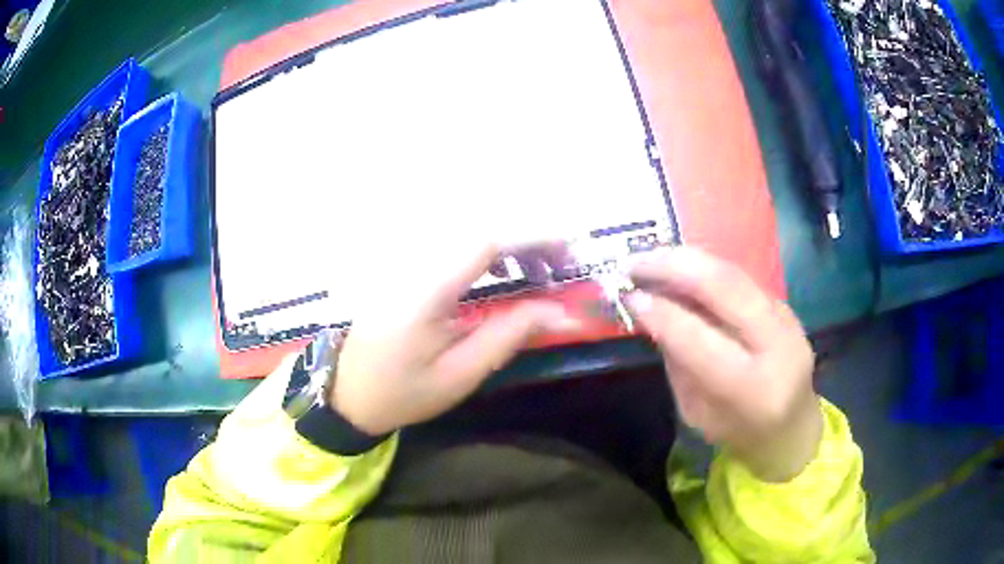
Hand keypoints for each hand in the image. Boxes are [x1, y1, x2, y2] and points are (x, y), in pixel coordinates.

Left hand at [331, 242, 579, 435]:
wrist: (349, 393)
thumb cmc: (403, 392)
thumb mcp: (460, 375)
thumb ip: (508, 335)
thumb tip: (559, 310)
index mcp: (426, 292)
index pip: (485, 243)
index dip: (532, 239)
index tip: (568, 255)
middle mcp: (414, 265)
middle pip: (478, 231)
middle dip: (527, 242)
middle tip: (559, 270)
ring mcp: (405, 264)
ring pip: (466, 234)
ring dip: (509, 246)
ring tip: (538, 273)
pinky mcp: (404, 269)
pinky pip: (452, 247)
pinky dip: (486, 252)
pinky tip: (501, 273)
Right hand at [625, 247, 821, 481]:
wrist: (792, 427)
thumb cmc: (738, 432)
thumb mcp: (697, 413)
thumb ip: (679, 363)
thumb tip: (652, 311)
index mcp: (752, 388)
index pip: (700, 339)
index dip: (661, 313)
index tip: (629, 297)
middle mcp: (777, 344)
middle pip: (725, 287)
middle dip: (674, 266)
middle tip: (634, 263)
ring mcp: (786, 318)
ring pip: (733, 272)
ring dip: (687, 259)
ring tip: (650, 258)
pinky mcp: (784, 304)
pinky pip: (738, 277)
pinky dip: (703, 267)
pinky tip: (679, 267)